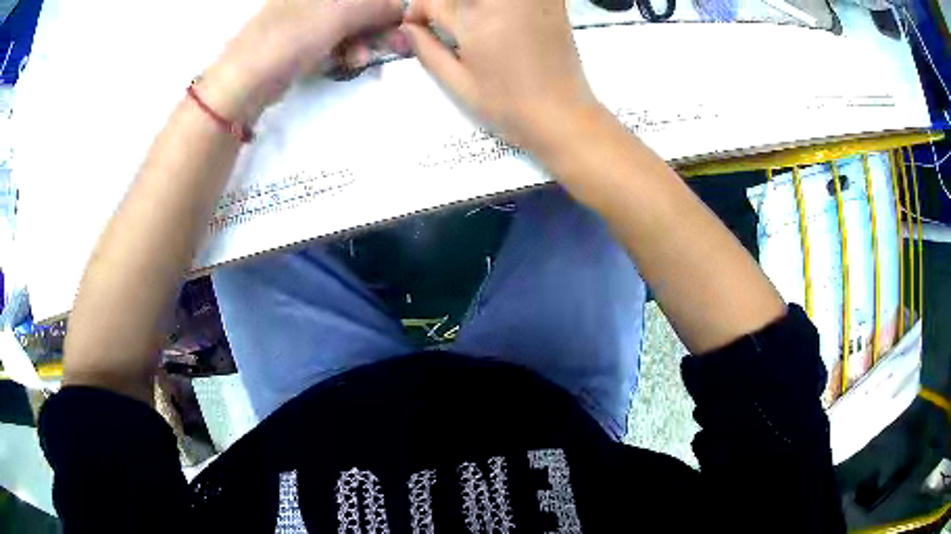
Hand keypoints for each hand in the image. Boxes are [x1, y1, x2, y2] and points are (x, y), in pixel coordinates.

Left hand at [200, 0, 407, 121]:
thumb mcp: (339, 14)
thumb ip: (377, 6)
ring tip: (360, 59)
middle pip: (360, 6)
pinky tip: (349, 62)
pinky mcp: (302, 42)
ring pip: (350, 24)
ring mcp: (306, 19)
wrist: (244, 83)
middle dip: (379, 24)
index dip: (387, 4)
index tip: (402, 21)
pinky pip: (335, 40)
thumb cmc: (289, 39)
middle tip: (394, 43)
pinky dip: (346, 50)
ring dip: (364, 41)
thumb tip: (403, 8)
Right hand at [402, 0, 599, 150]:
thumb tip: (407, 28)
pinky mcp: (553, 3)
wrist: (563, 116)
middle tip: (445, 23)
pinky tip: (500, 18)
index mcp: (476, 21)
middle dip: (445, 5)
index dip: (419, 10)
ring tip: (471, 23)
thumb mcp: (458, 84)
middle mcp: (505, 2)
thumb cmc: (508, 105)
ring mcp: (532, 0)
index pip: (434, 1)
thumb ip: (428, 50)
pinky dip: (501, 7)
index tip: (418, 24)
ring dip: (470, 6)